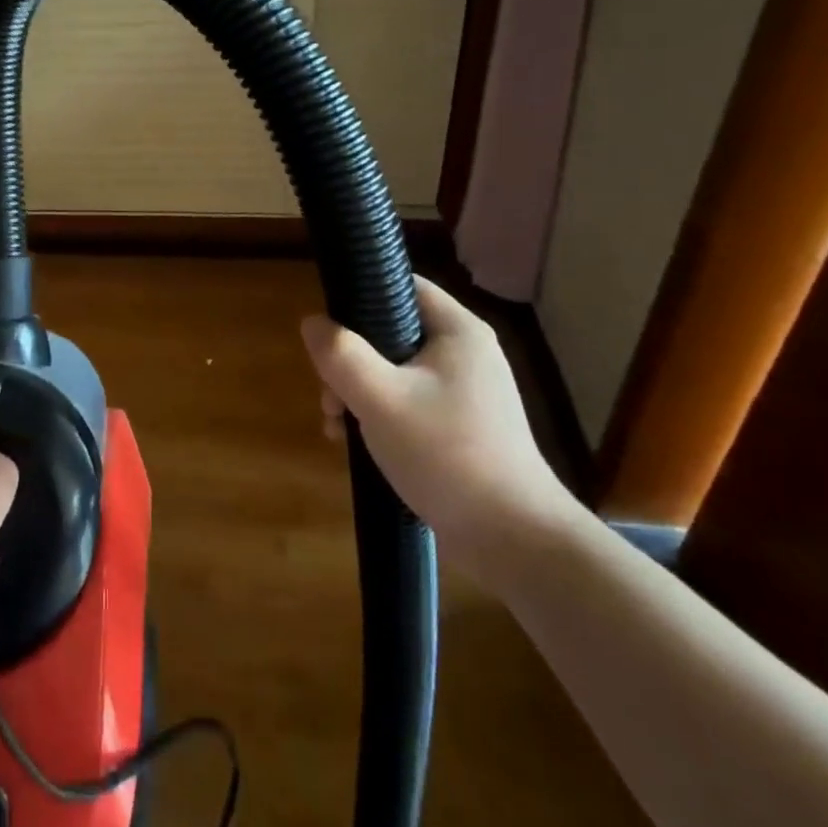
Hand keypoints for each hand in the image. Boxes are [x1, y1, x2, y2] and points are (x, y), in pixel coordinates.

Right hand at [302, 275, 579, 583]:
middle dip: (349, 360)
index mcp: (457, 331)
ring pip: (393, 371)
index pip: (401, 284)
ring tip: (337, 425)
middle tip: (330, 394)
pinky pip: (407, 402)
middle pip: (390, 331)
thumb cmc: (448, 455)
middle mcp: (464, 353)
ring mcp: (464, 392)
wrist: (514, 542)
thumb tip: (313, 323)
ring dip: (357, 392)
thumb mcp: (381, 399)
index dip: (360, 294)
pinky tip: (354, 443)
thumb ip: (341, 355)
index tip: (329, 329)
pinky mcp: (459, 427)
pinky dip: (377, 415)